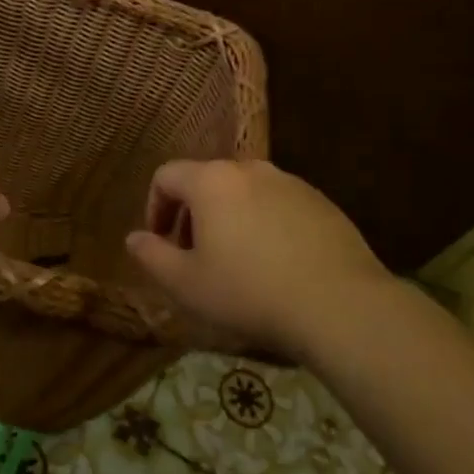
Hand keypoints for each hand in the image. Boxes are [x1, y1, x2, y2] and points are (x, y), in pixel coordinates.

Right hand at [125, 159, 395, 359]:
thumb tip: (134, 238)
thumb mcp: (186, 284)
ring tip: (236, 263)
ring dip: (229, 219)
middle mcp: (249, 169)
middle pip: (206, 181)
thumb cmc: (248, 292)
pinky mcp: (321, 202)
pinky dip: (265, 225)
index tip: (160, 242)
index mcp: (211, 181)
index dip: (154, 207)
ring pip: (244, 193)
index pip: (166, 176)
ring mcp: (290, 182)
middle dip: (192, 215)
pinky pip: (278, 205)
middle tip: (195, 256)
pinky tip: (276, 265)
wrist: (339, 304)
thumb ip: (152, 256)